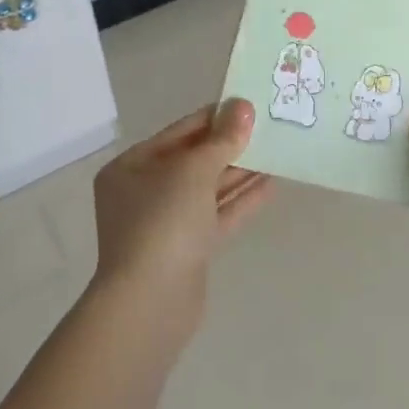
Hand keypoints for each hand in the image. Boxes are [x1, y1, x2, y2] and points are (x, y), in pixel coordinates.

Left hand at [92, 100, 270, 329]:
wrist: (150, 304)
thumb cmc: (163, 222)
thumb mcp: (194, 171)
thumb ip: (223, 139)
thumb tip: (243, 106)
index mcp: (131, 167)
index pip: (180, 132)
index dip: (215, 117)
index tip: (250, 105)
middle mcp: (144, 192)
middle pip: (194, 160)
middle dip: (231, 146)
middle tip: (269, 128)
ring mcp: (165, 224)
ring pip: (208, 189)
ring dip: (240, 172)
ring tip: (277, 153)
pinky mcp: (187, 250)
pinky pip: (216, 216)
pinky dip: (240, 201)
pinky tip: (270, 185)